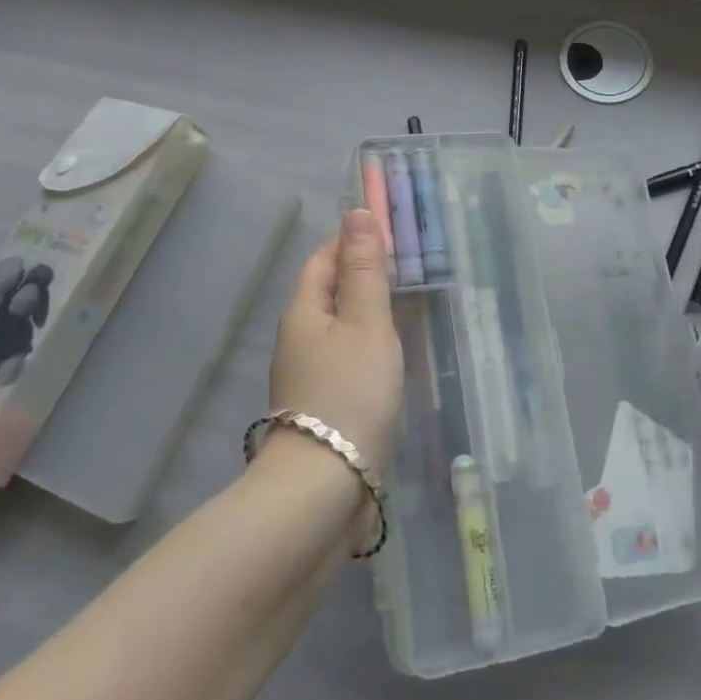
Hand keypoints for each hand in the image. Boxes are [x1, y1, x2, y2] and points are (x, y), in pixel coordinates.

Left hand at [269, 209, 404, 473]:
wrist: (325, 488)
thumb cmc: (350, 392)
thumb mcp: (366, 323)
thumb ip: (365, 270)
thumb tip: (356, 211)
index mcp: (303, 312)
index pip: (322, 259)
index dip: (350, 242)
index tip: (387, 236)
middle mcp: (296, 339)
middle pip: (326, 293)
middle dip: (359, 277)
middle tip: (405, 272)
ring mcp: (304, 377)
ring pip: (335, 329)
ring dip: (363, 314)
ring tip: (403, 311)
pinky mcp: (318, 408)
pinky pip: (342, 361)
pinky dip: (364, 349)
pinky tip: (387, 360)